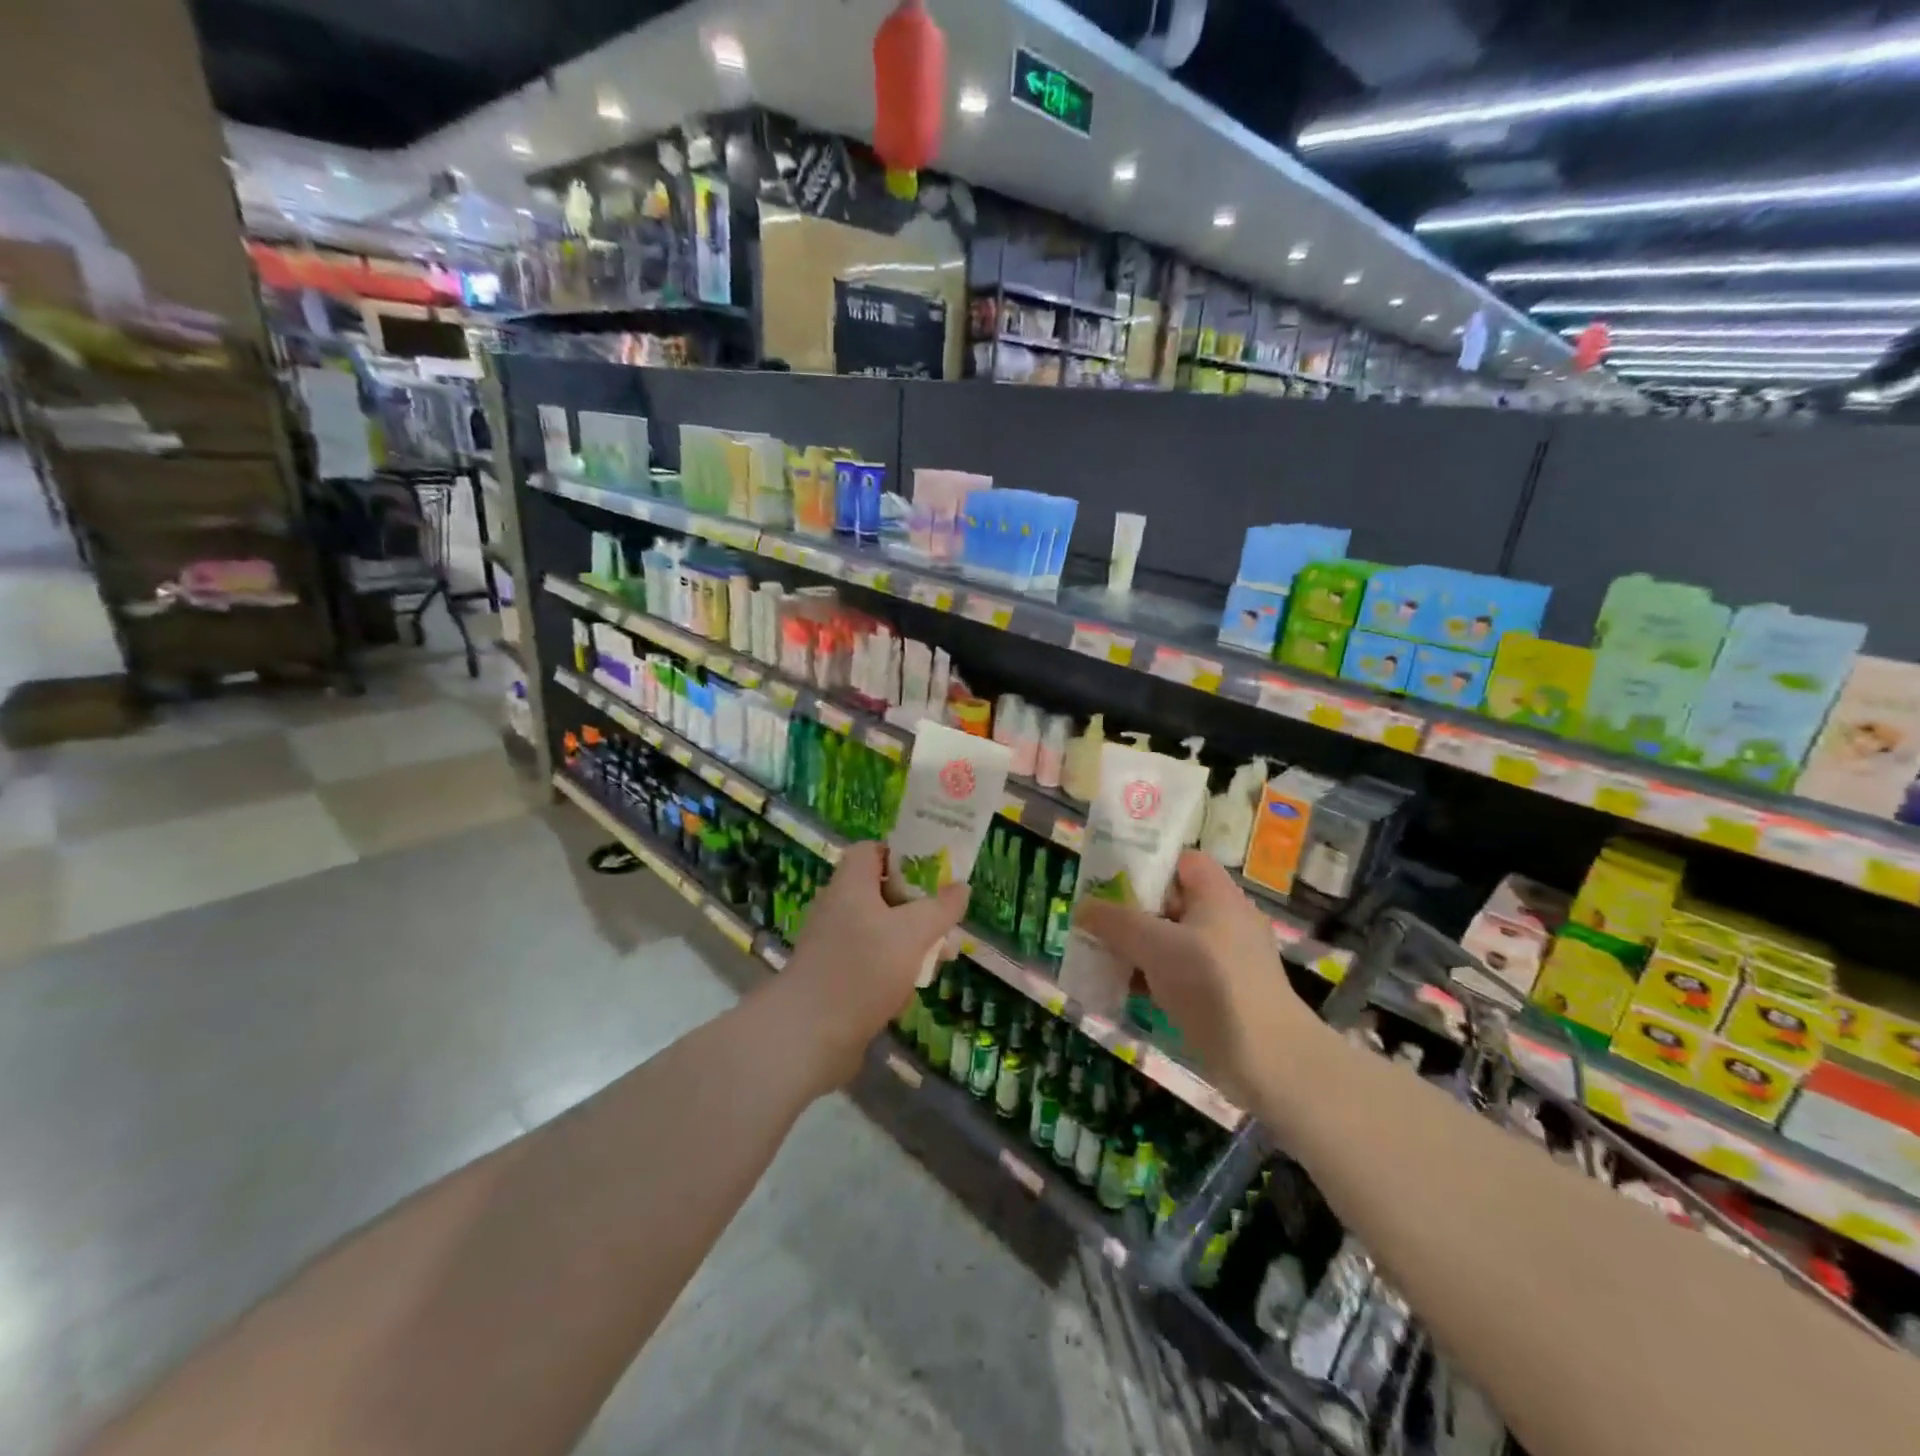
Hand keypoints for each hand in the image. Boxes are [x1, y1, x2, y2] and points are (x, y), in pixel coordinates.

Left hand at [771, 842, 967, 1091]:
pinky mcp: (834, 976)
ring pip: (880, 930)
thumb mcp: (913, 933)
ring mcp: (834, 943)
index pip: (872, 850)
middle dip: (917, 905)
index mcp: (851, 884)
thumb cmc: (863, 969)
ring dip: (910, 940)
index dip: (902, 854)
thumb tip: (961, 887)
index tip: (933, 871)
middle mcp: (838, 907)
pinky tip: (911, 989)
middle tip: (946, 919)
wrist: (809, 1035)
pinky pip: (869, 960)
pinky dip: (892, 968)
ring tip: (941, 957)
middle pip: (881, 892)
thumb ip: (940, 909)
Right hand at [1073, 850, 1323, 1106]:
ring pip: (1171, 941)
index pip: (1182, 861)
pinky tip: (1120, 989)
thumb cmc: (1212, 985)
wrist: (1269, 1061)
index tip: (1111, 877)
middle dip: (1132, 909)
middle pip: (1172, 901)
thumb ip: (1116, 922)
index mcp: (1218, 896)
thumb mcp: (1156, 945)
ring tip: (1098, 954)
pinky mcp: (1220, 996)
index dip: (1148, 863)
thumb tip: (1082, 907)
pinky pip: (1178, 974)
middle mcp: (1224, 922)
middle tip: (1095, 918)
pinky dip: (1151, 978)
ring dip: (1137, 947)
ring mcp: (1224, 961)